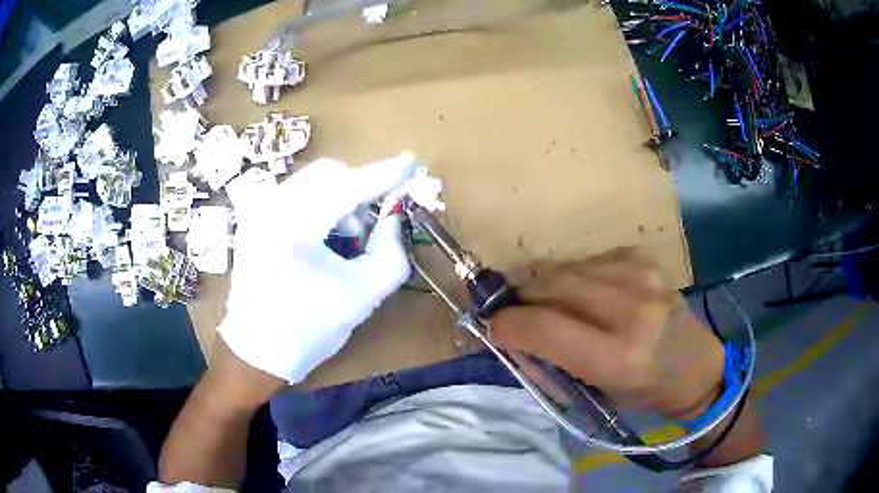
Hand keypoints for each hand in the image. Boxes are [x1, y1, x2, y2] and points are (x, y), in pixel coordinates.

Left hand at [219, 155, 416, 383]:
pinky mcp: (255, 217)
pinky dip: (320, 206)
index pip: (349, 186)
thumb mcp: (362, 295)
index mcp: (294, 227)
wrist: (256, 349)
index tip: (413, 163)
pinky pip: (297, 194)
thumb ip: (391, 252)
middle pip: (329, 174)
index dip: (385, 174)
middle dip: (359, 191)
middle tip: (372, 226)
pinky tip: (323, 239)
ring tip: (345, 241)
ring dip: (340, 200)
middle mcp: (270, 206)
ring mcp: (258, 209)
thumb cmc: (309, 329)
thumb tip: (395, 215)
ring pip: (313, 182)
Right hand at [491, 247, 723, 419]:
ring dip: (545, 285)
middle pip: (550, 284)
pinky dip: (574, 275)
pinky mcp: (644, 259)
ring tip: (546, 302)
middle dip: (520, 297)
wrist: (695, 365)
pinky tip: (584, 292)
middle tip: (513, 311)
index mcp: (618, 356)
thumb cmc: (643, 392)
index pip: (543, 327)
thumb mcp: (594, 392)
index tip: (494, 326)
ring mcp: (641, 277)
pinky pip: (589, 260)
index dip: (507, 324)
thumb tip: (509, 334)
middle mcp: (631, 309)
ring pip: (565, 267)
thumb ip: (549, 362)